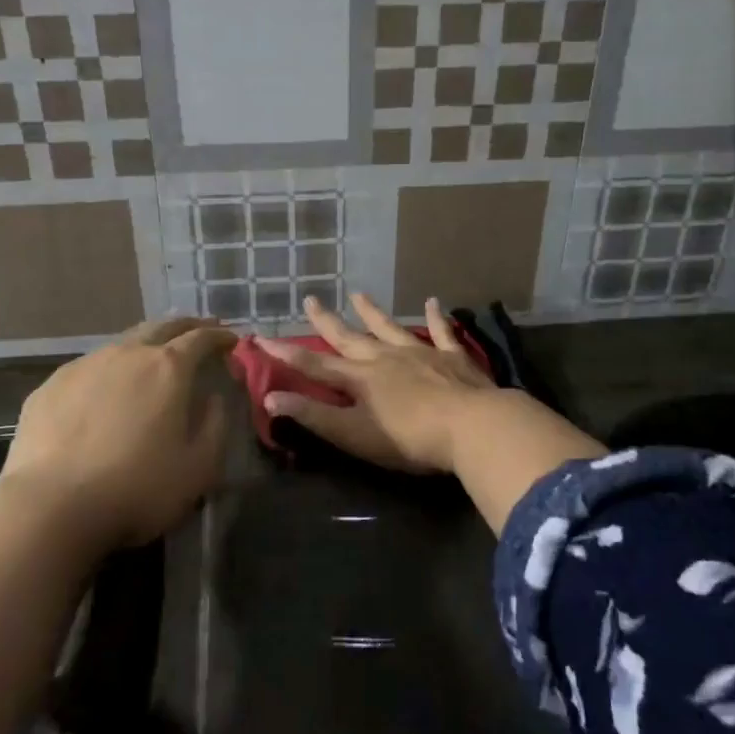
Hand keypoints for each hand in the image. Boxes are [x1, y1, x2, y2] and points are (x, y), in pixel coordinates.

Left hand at [4, 317, 236, 548]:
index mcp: (168, 368)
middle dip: (185, 326)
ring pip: (122, 343)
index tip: (231, 341)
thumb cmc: (138, 488)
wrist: (50, 507)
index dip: (219, 337)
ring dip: (145, 345)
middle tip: (198, 331)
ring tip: (152, 357)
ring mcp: (84, 366)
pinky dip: (108, 370)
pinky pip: (88, 368)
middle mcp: (127, 354)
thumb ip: (215, 424)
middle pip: (161, 326)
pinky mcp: (50, 386)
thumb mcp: (199, 467)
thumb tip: (215, 397)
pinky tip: (104, 390)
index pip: (201, 339)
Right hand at [258, 292, 495, 473]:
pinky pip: (441, 331)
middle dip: (327, 321)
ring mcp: (420, 353)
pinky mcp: (452, 357)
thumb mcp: (354, 434)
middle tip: (311, 300)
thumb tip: (270, 397)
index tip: (262, 338)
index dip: (287, 353)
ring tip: (358, 294)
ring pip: (390, 328)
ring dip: (372, 312)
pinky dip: (436, 317)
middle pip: (350, 338)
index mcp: (360, 379)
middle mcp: (385, 358)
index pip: (315, 364)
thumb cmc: (409, 439)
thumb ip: (313, 416)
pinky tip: (434, 302)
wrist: (472, 427)